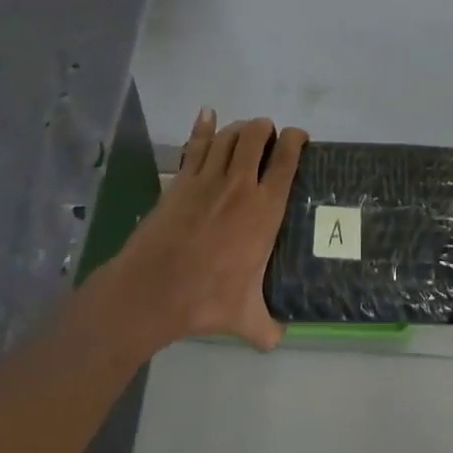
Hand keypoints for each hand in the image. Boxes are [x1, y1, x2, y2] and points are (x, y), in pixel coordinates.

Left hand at [98, 110, 307, 352]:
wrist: (153, 290)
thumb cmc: (205, 299)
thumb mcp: (244, 318)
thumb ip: (267, 326)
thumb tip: (279, 339)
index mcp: (264, 210)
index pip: (286, 160)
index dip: (296, 140)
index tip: (300, 137)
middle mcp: (240, 185)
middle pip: (256, 136)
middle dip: (266, 128)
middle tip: (269, 136)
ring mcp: (207, 178)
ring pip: (228, 135)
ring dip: (239, 128)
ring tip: (245, 131)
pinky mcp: (181, 180)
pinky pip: (195, 144)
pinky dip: (203, 126)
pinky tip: (207, 114)